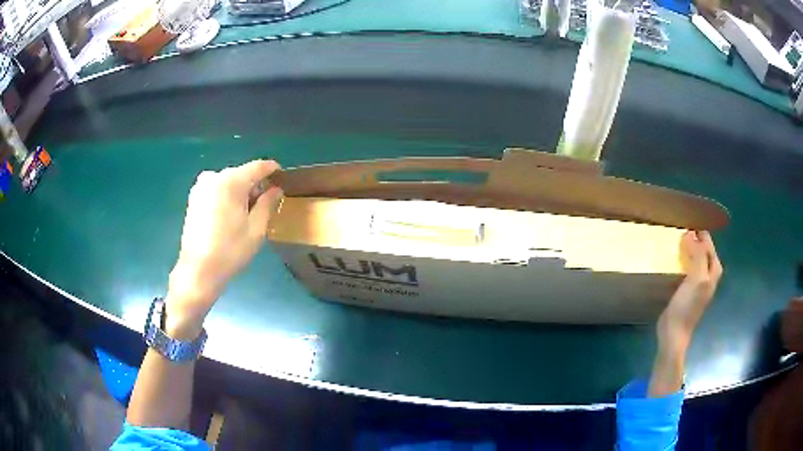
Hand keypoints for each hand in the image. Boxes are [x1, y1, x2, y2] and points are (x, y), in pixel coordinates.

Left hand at [166, 160, 282, 338]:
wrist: (198, 270)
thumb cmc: (230, 251)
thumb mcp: (256, 229)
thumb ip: (268, 203)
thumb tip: (276, 189)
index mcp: (231, 181)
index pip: (259, 166)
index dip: (273, 170)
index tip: (283, 178)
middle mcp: (214, 176)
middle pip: (242, 173)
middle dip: (256, 185)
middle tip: (266, 204)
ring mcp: (201, 186)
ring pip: (229, 181)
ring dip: (241, 192)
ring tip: (247, 214)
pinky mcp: (194, 197)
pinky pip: (217, 189)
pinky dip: (227, 196)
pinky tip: (230, 216)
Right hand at [657, 230, 722, 352]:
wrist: (674, 333)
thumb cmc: (687, 306)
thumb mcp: (697, 278)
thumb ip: (698, 255)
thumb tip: (691, 233)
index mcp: (713, 270)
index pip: (709, 244)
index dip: (701, 231)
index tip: (688, 218)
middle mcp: (708, 274)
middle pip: (703, 250)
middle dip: (695, 238)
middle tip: (681, 226)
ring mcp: (698, 282)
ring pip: (695, 257)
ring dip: (688, 248)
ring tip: (676, 238)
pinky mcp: (687, 289)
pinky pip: (687, 267)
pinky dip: (682, 259)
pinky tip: (674, 258)